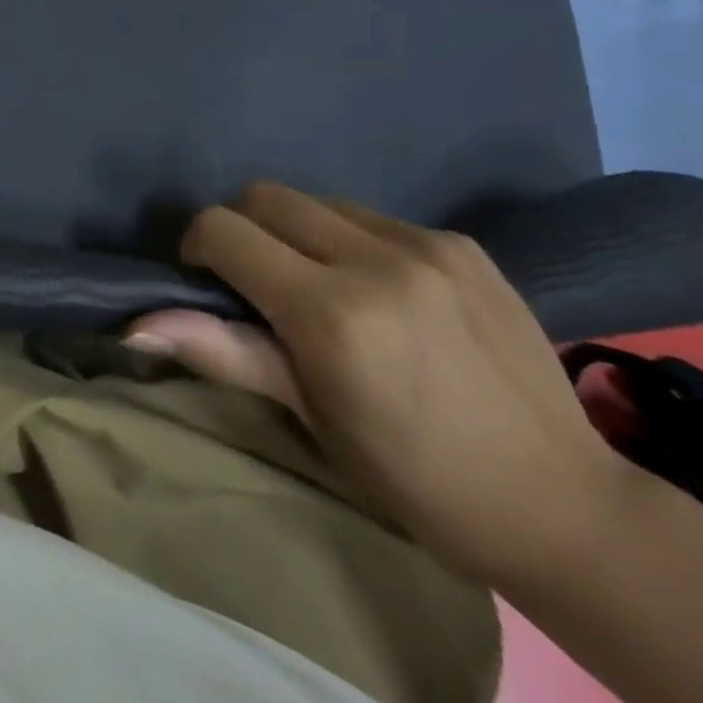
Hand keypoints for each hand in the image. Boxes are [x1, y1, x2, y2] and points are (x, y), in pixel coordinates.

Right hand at [125, 182, 626, 582]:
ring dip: (296, 231)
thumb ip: (223, 351)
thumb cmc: (417, 479)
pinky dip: (349, 240)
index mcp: (331, 312)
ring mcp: (427, 244)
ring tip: (320, 285)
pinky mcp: (463, 243)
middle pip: (265, 196)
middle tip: (257, 282)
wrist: (566, 506)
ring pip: (318, 201)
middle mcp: (377, 260)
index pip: (224, 230)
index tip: (207, 282)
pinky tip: (379, 291)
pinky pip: (373, 217)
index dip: (198, 247)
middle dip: (241, 228)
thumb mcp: (311, 419)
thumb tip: (135, 324)